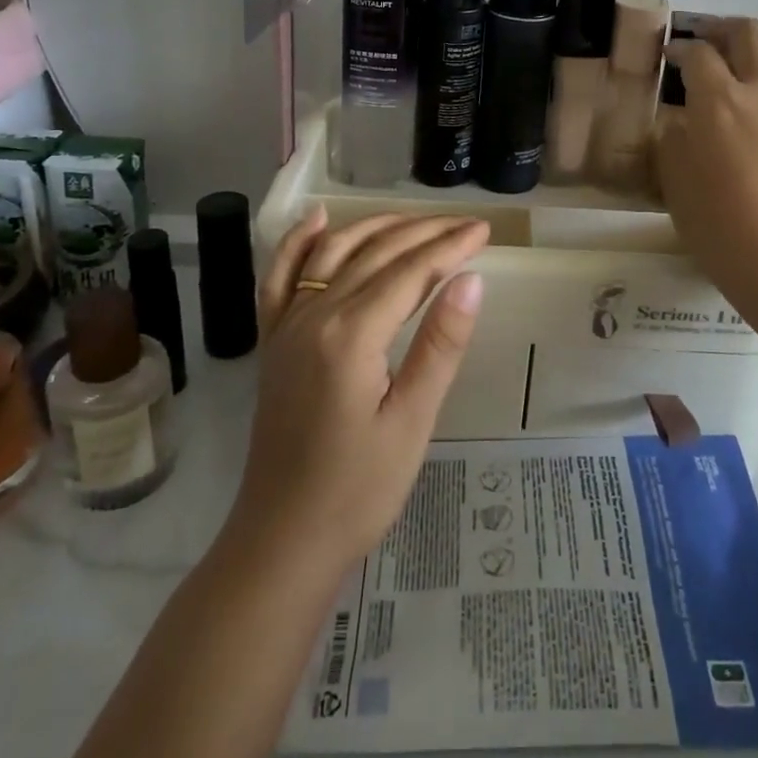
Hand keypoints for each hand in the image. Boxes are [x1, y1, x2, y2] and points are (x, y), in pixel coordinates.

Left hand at [229, 206, 489, 573]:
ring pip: (333, 253)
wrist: (283, 539)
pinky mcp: (273, 339)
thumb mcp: (412, 420)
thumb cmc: (358, 489)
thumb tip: (470, 279)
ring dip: (376, 227)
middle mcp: (313, 315)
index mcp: (350, 334)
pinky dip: (298, 242)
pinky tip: (317, 218)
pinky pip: (280, 276)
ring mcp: (286, 324)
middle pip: (375, 253)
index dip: (450, 247)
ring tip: (417, 219)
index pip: (410, 271)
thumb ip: (440, 344)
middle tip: (465, 224)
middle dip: (424, 232)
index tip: (484, 230)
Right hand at [653, 18, 757, 356]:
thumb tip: (678, 122)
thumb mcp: (677, 187)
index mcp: (718, 102)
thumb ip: (673, 143)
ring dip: (753, 51)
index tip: (668, 58)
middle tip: (703, 45)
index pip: (697, 54)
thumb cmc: (724, 230)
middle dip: (721, 30)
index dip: (679, 50)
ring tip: (735, 71)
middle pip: (746, 33)